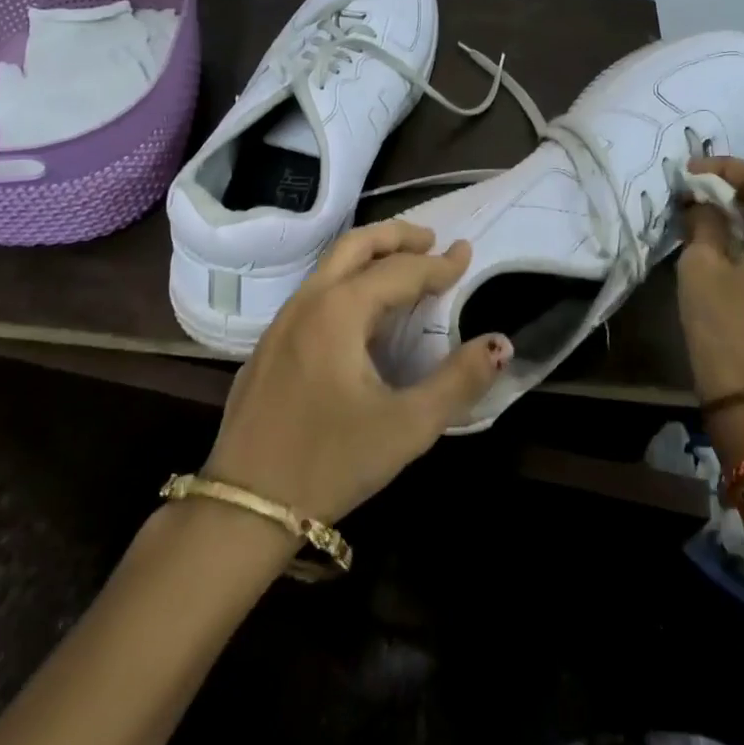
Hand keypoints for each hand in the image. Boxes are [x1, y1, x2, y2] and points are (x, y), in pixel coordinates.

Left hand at [203, 221, 510, 522]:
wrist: (242, 509)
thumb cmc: (330, 463)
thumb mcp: (406, 427)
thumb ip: (458, 381)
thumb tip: (501, 343)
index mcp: (340, 311)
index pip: (400, 271)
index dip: (438, 264)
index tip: (467, 253)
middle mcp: (309, 301)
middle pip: (356, 245)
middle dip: (396, 235)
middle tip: (432, 240)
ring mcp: (282, 321)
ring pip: (330, 265)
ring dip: (370, 254)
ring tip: (403, 265)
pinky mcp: (269, 345)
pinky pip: (315, 291)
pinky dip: (348, 280)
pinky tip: (362, 311)